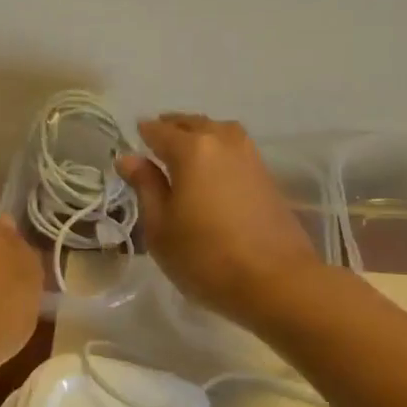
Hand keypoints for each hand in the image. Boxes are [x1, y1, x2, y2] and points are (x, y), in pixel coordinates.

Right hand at [117, 114, 323, 324]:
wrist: (277, 282)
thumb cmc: (205, 257)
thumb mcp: (160, 227)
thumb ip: (145, 187)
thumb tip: (129, 158)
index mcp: (192, 149)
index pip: (159, 131)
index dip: (142, 134)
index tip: (132, 140)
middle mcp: (222, 142)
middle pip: (192, 124)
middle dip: (172, 128)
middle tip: (155, 141)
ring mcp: (250, 157)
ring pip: (218, 132)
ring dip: (199, 134)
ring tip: (184, 151)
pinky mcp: (267, 176)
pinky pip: (234, 149)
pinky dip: (218, 150)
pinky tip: (211, 170)